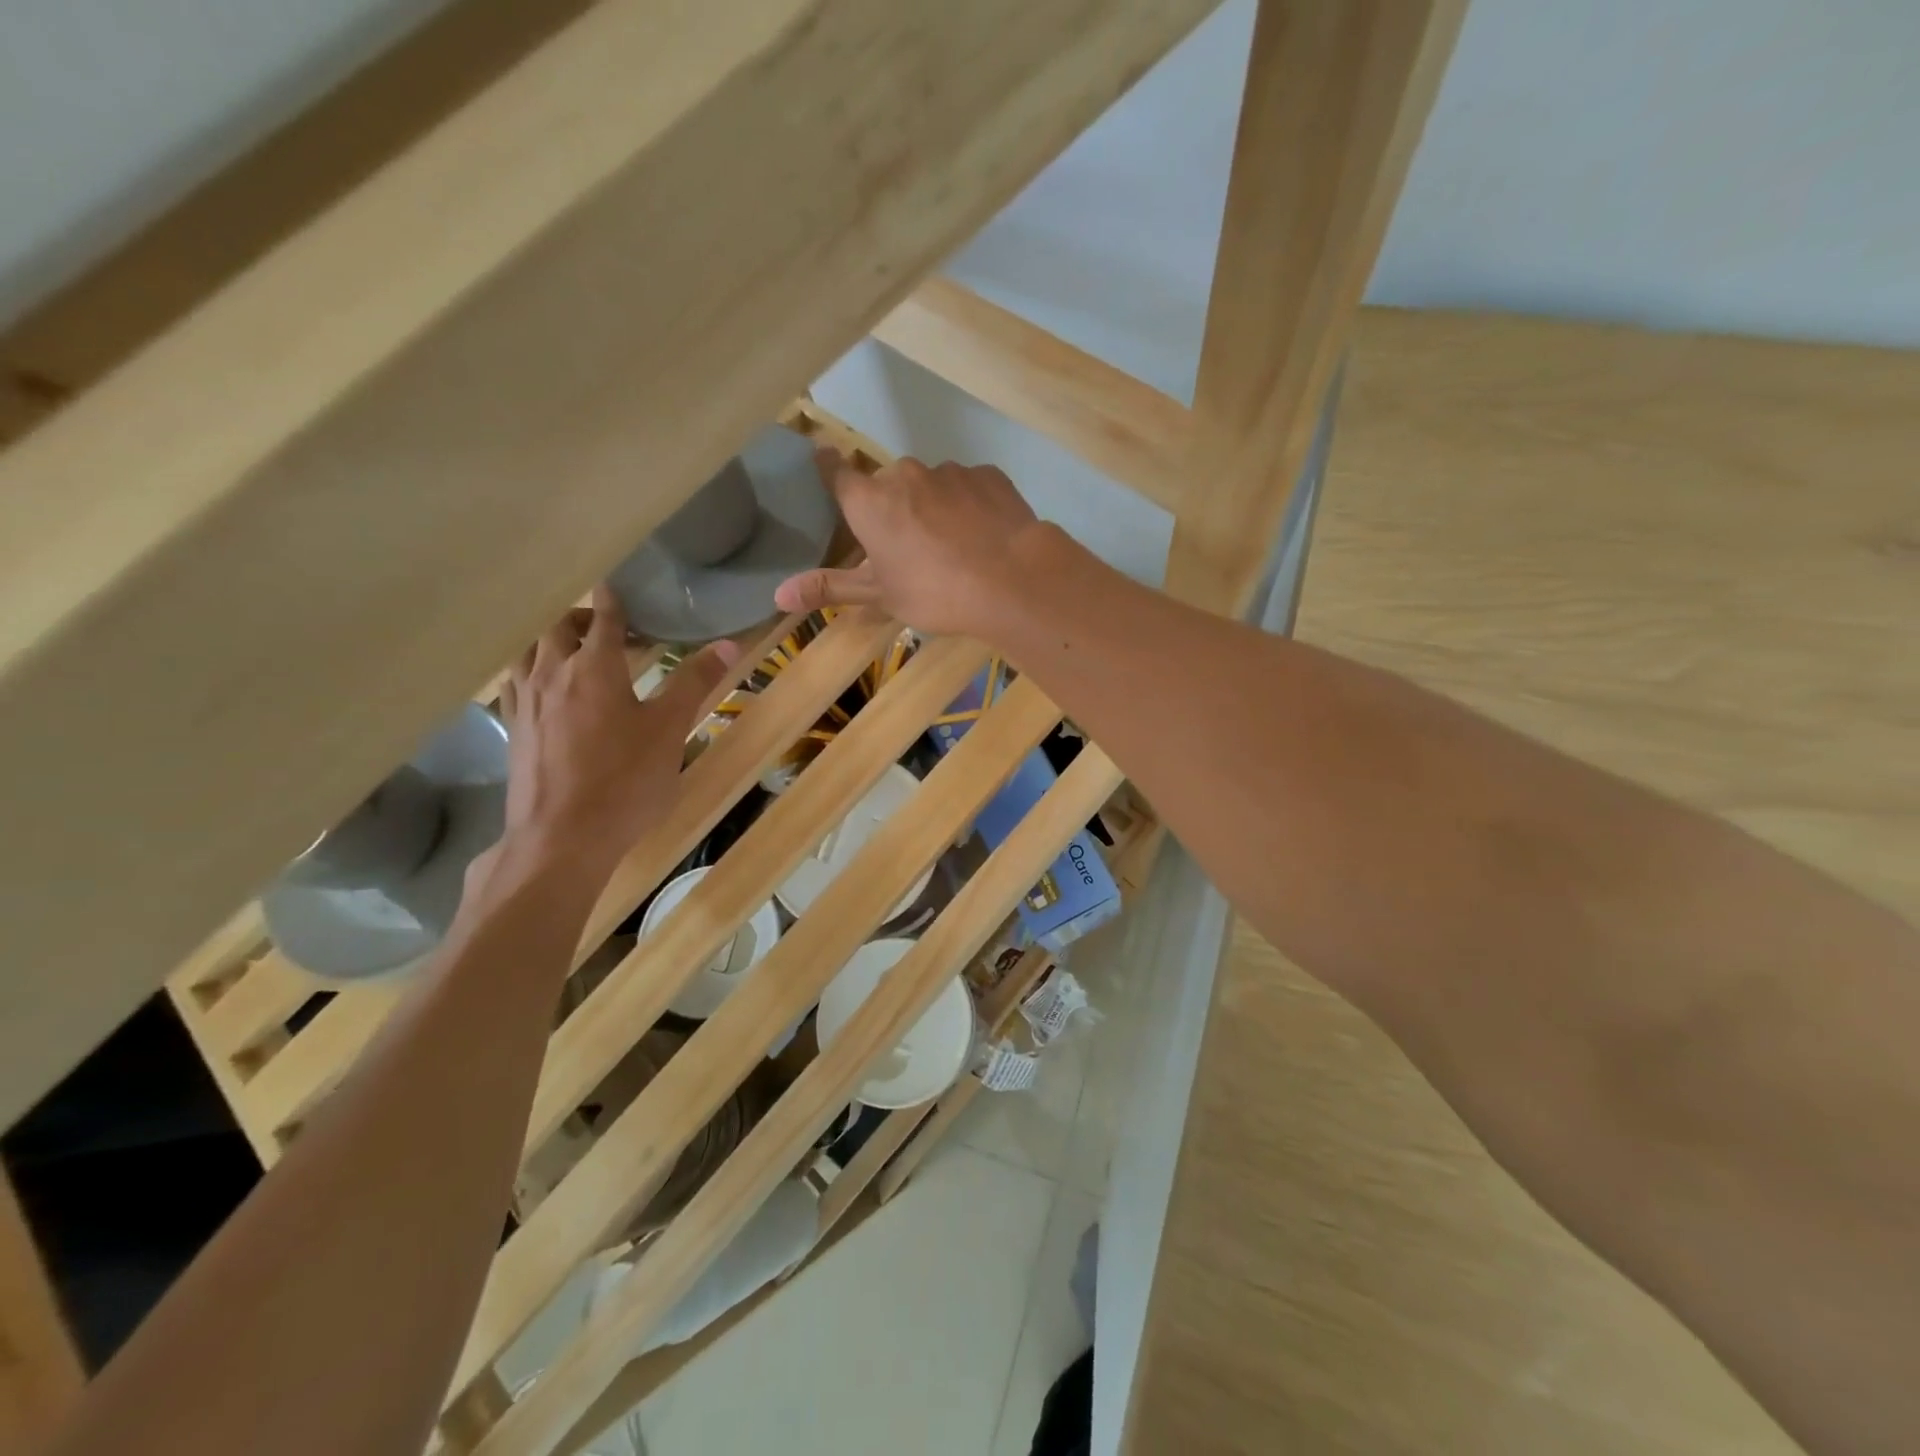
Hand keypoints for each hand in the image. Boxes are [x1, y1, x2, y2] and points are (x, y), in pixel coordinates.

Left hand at [489, 587, 736, 884]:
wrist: (563, 837)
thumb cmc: (625, 781)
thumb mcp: (670, 731)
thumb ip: (695, 683)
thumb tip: (728, 645)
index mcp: (594, 668)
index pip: (604, 619)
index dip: (614, 599)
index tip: (618, 585)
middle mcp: (552, 674)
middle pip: (560, 628)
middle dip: (585, 618)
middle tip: (611, 628)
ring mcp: (525, 702)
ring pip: (530, 651)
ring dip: (553, 640)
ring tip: (575, 650)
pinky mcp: (513, 729)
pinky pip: (515, 682)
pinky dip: (532, 670)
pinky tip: (543, 688)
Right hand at [773, 449, 1053, 637]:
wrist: (1012, 580)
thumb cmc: (935, 592)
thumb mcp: (880, 595)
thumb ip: (831, 587)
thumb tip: (778, 595)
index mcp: (870, 501)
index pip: (837, 473)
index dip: (829, 466)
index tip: (823, 456)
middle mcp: (905, 474)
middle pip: (888, 484)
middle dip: (893, 507)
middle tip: (908, 544)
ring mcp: (950, 471)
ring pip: (931, 485)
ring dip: (933, 505)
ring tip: (953, 544)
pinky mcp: (988, 475)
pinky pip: (968, 487)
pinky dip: (969, 505)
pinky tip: (983, 534)